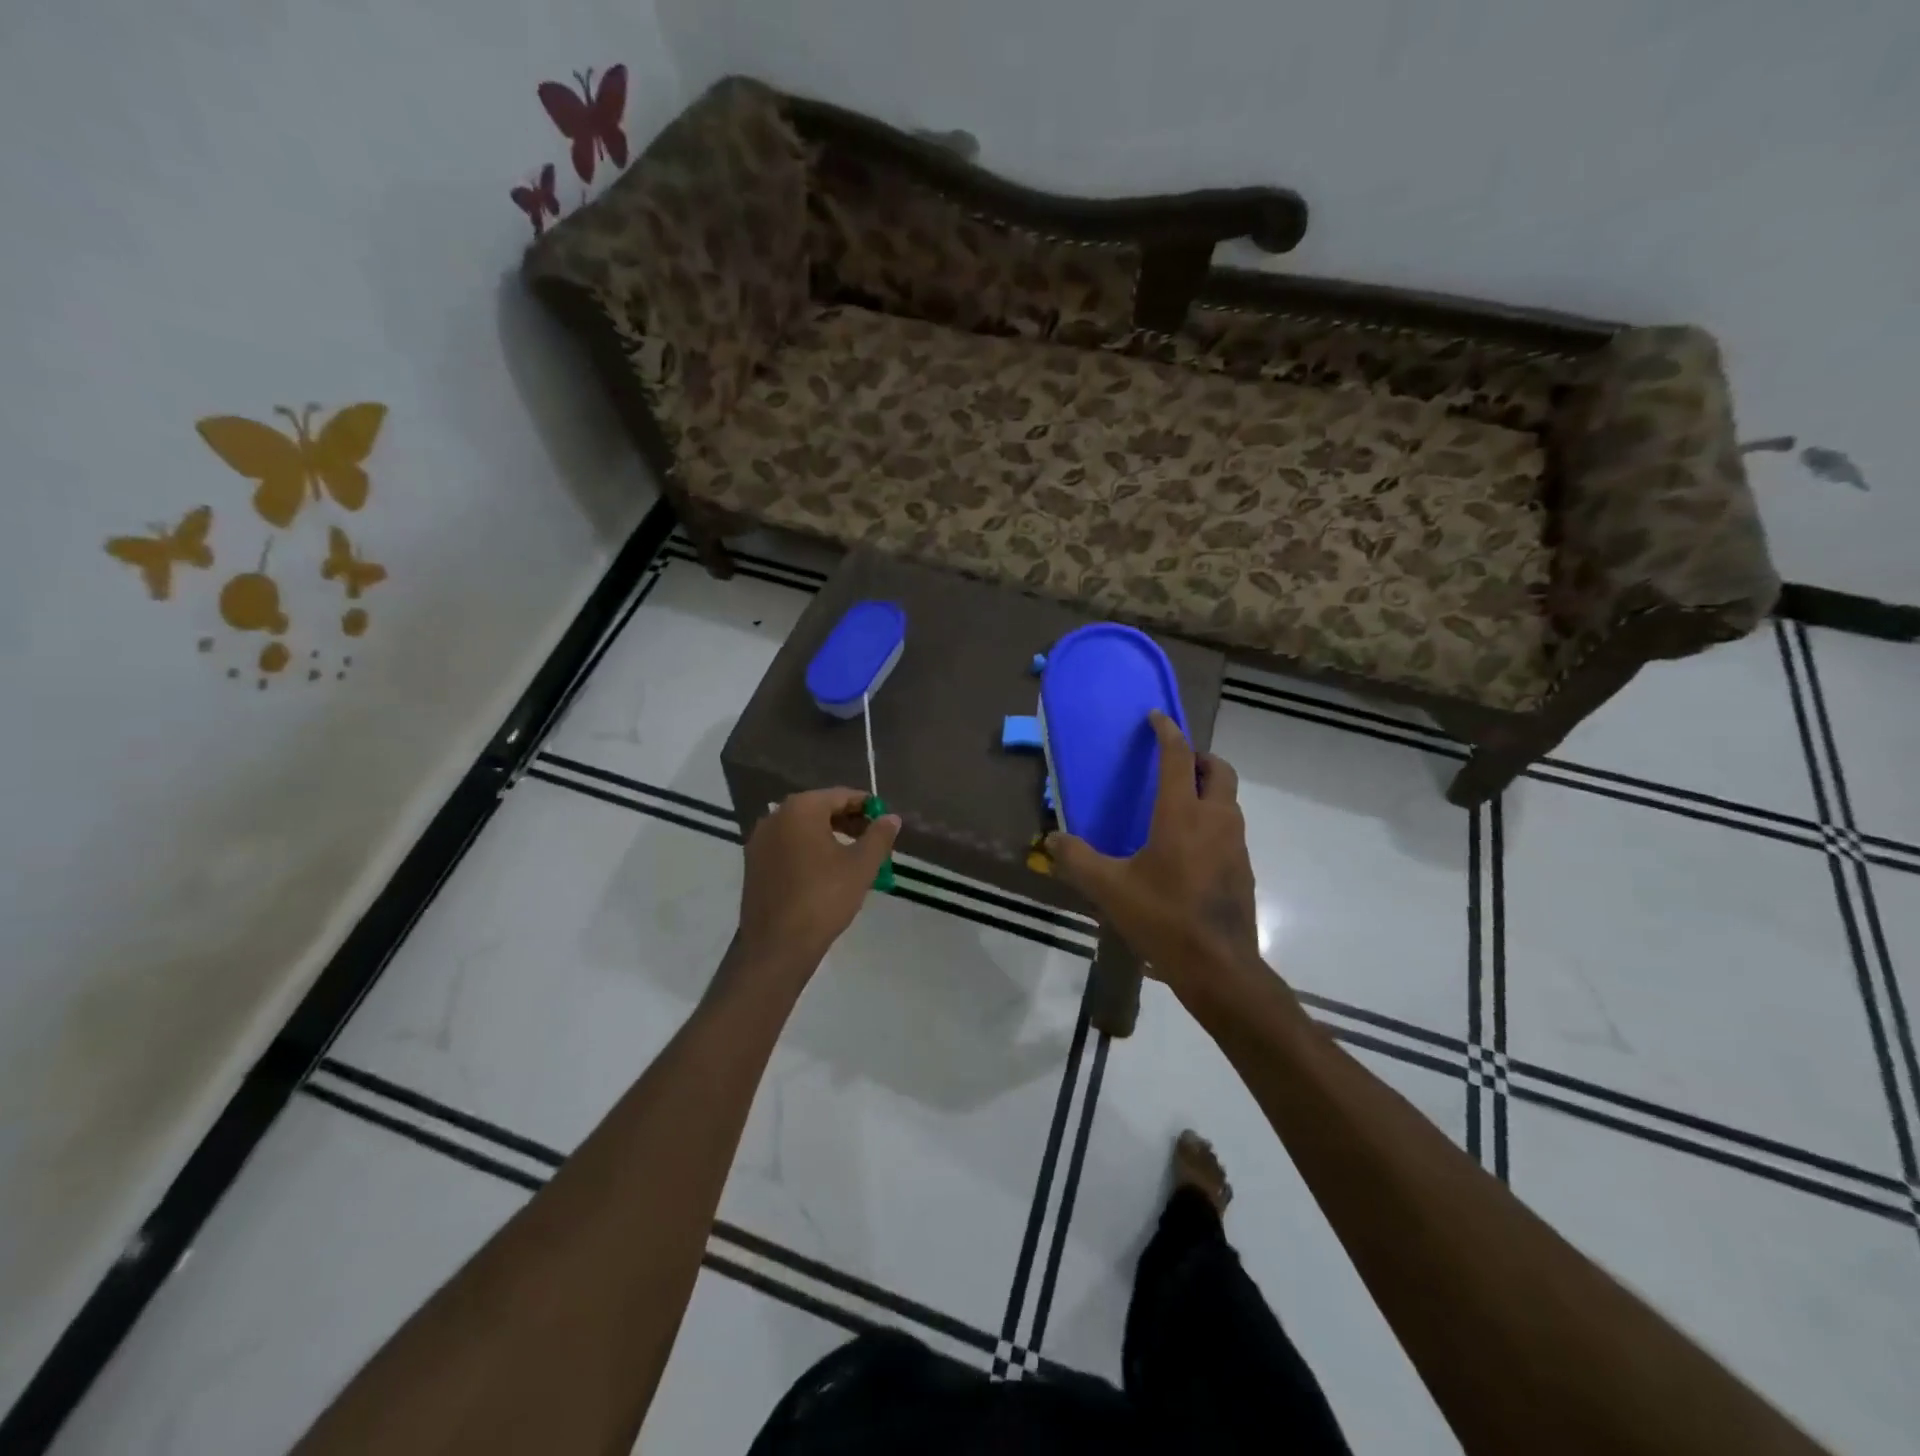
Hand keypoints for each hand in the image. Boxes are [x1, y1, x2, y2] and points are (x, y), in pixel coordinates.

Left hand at [736, 788, 900, 977]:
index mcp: (801, 809)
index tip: (885, 821)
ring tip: (854, 857)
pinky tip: (826, 872)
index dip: (867, 806)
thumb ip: (879, 835)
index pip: (841, 796)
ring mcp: (759, 841)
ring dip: (830, 836)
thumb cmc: (824, 898)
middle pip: (820, 809)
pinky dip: (809, 850)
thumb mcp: (862, 865)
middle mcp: (775, 816)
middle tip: (873, 840)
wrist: (778, 945)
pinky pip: (788, 846)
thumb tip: (891, 818)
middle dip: (849, 821)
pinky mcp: (753, 864)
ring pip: (803, 829)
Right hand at [1046, 711, 1260, 999]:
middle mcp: (1216, 818)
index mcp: (1182, 814)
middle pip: (1219, 770)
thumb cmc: (1163, 917)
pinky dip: (1213, 819)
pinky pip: (1230, 827)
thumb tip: (1051, 840)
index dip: (1167, 732)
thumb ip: (1077, 860)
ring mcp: (1236, 843)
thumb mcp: (1109, 888)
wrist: (1219, 966)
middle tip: (1174, 764)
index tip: (1156, 717)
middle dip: (1199, 757)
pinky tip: (1188, 848)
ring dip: (1208, 789)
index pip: (1178, 757)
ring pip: (1229, 799)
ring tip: (1177, 804)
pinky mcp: (1243, 867)